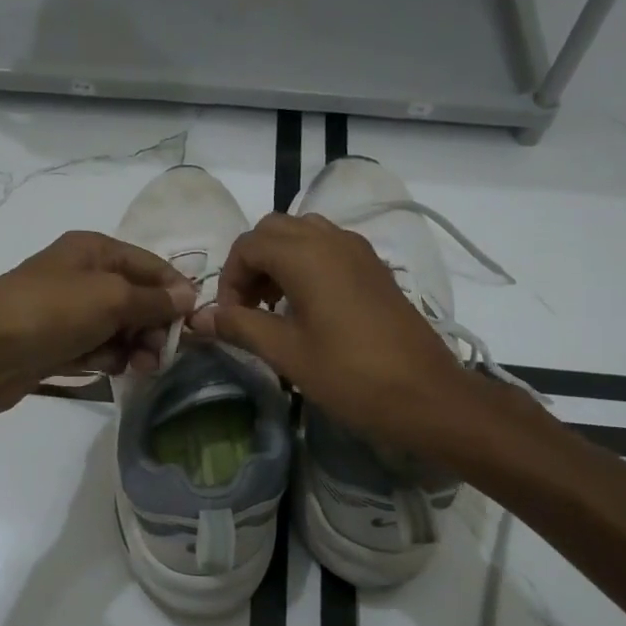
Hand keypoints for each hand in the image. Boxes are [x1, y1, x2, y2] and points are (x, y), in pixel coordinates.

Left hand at [0, 232, 195, 423]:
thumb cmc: (51, 312)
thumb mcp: (111, 298)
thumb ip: (154, 299)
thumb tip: (189, 295)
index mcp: (94, 249)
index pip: (150, 265)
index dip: (175, 291)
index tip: (194, 323)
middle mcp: (83, 275)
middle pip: (137, 298)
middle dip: (154, 325)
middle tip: (162, 352)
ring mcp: (69, 311)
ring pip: (119, 327)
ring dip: (135, 346)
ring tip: (140, 367)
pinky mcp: (58, 343)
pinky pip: (97, 348)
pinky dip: (108, 358)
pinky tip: (111, 370)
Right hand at [187, 213, 476, 447]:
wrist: (426, 395)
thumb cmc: (350, 375)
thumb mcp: (287, 353)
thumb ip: (240, 326)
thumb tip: (199, 317)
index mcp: (307, 254)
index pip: (248, 245)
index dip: (229, 279)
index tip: (230, 318)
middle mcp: (332, 239)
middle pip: (275, 230)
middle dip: (252, 263)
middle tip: (248, 308)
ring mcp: (359, 251)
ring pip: (304, 234)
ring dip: (279, 261)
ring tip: (275, 308)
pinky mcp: (375, 268)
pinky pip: (329, 248)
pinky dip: (307, 265)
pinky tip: (308, 309)